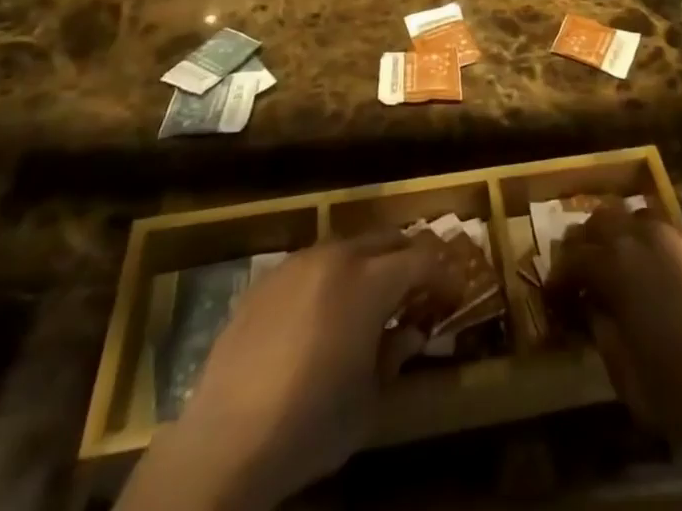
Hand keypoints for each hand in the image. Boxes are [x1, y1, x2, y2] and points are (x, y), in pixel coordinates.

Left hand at [121, 233, 457, 510]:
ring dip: (369, 264)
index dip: (444, 274)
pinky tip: (325, 314)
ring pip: (347, 246)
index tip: (455, 294)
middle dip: (409, 258)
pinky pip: (311, 265)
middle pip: (387, 239)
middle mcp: (337, 257)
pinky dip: (331, 278)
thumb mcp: (369, 400)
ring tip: (373, 298)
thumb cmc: (311, 423)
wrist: (226, 441)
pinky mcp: (265, 280)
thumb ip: (396, 355)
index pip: (422, 260)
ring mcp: (297, 263)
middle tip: (420, 289)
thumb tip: (411, 332)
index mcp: (370, 281)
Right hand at [548, 208, 681, 454]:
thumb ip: (605, 338)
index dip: (558, 275)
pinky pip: (675, 236)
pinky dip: (661, 250)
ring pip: (640, 218)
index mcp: (616, 265)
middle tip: (584, 268)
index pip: (573, 258)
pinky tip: (671, 279)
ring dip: (625, 237)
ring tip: (627, 266)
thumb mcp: (630, 380)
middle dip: (586, 240)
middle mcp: (644, 236)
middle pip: (602, 219)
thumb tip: (596, 313)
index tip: (554, 294)